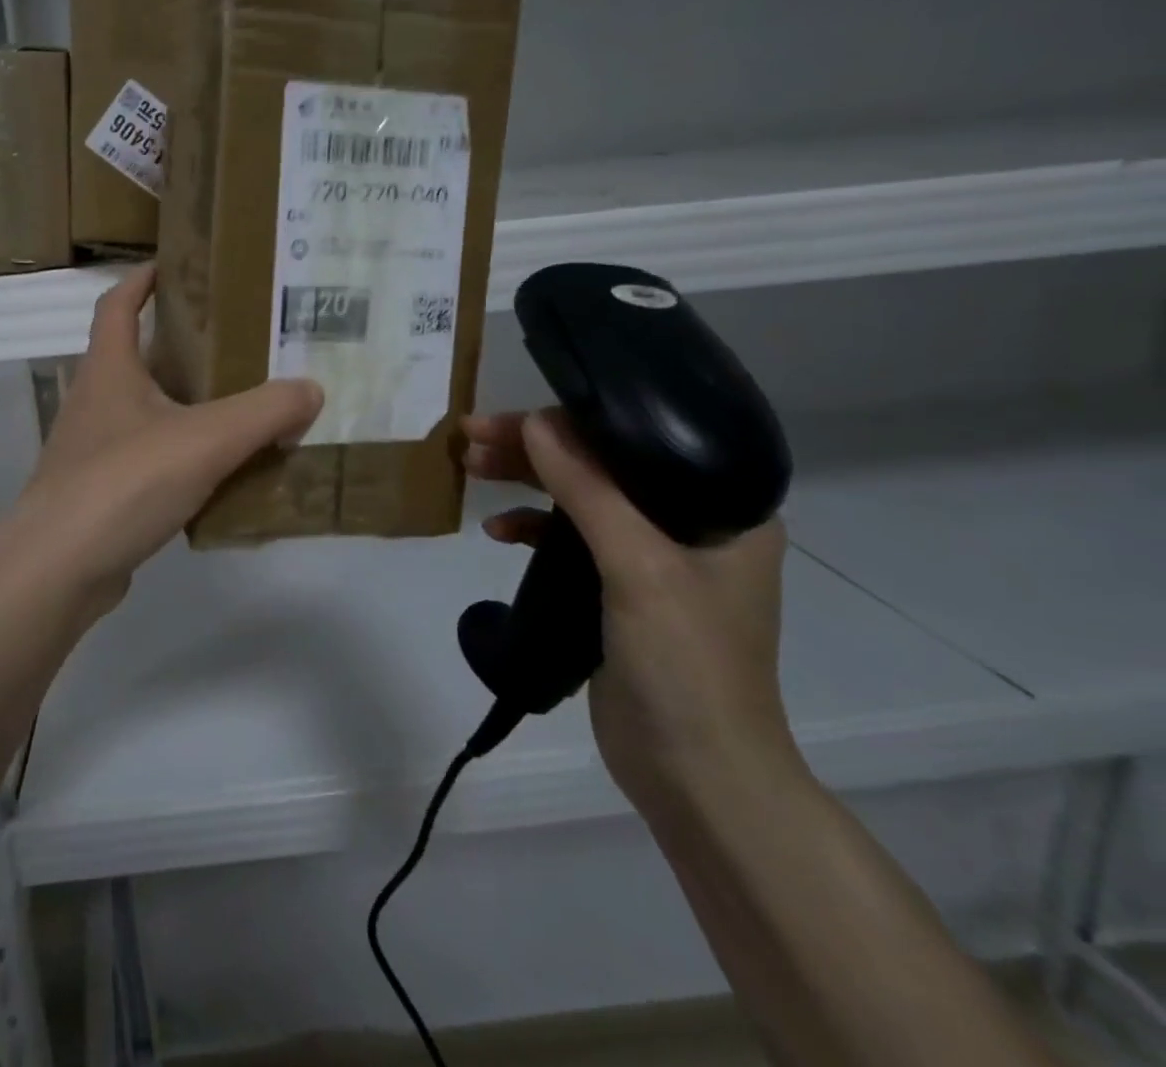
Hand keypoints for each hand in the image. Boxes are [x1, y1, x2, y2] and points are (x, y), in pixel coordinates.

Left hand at [0, 265, 322, 608]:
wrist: (57, 570)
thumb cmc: (123, 483)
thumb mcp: (205, 439)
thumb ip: (264, 412)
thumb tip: (311, 389)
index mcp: (109, 369)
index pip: (117, 304)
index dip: (142, 279)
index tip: (176, 265)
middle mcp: (95, 401)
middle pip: (137, 357)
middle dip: (182, 347)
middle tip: (237, 344)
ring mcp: (93, 451)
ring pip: (147, 413)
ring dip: (187, 407)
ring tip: (241, 408)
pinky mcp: (101, 494)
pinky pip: (150, 461)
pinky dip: (182, 458)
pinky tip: (221, 475)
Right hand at [464, 409, 801, 812]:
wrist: (697, 777)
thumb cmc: (686, 664)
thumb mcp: (637, 566)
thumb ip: (587, 489)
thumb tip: (535, 421)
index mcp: (725, 506)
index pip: (640, 438)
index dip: (572, 420)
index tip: (511, 419)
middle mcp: (694, 523)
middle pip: (603, 465)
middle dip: (535, 450)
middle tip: (472, 437)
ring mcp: (656, 559)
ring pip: (581, 499)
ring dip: (527, 483)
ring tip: (471, 468)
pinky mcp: (621, 590)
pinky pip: (571, 540)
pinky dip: (535, 529)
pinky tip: (500, 531)